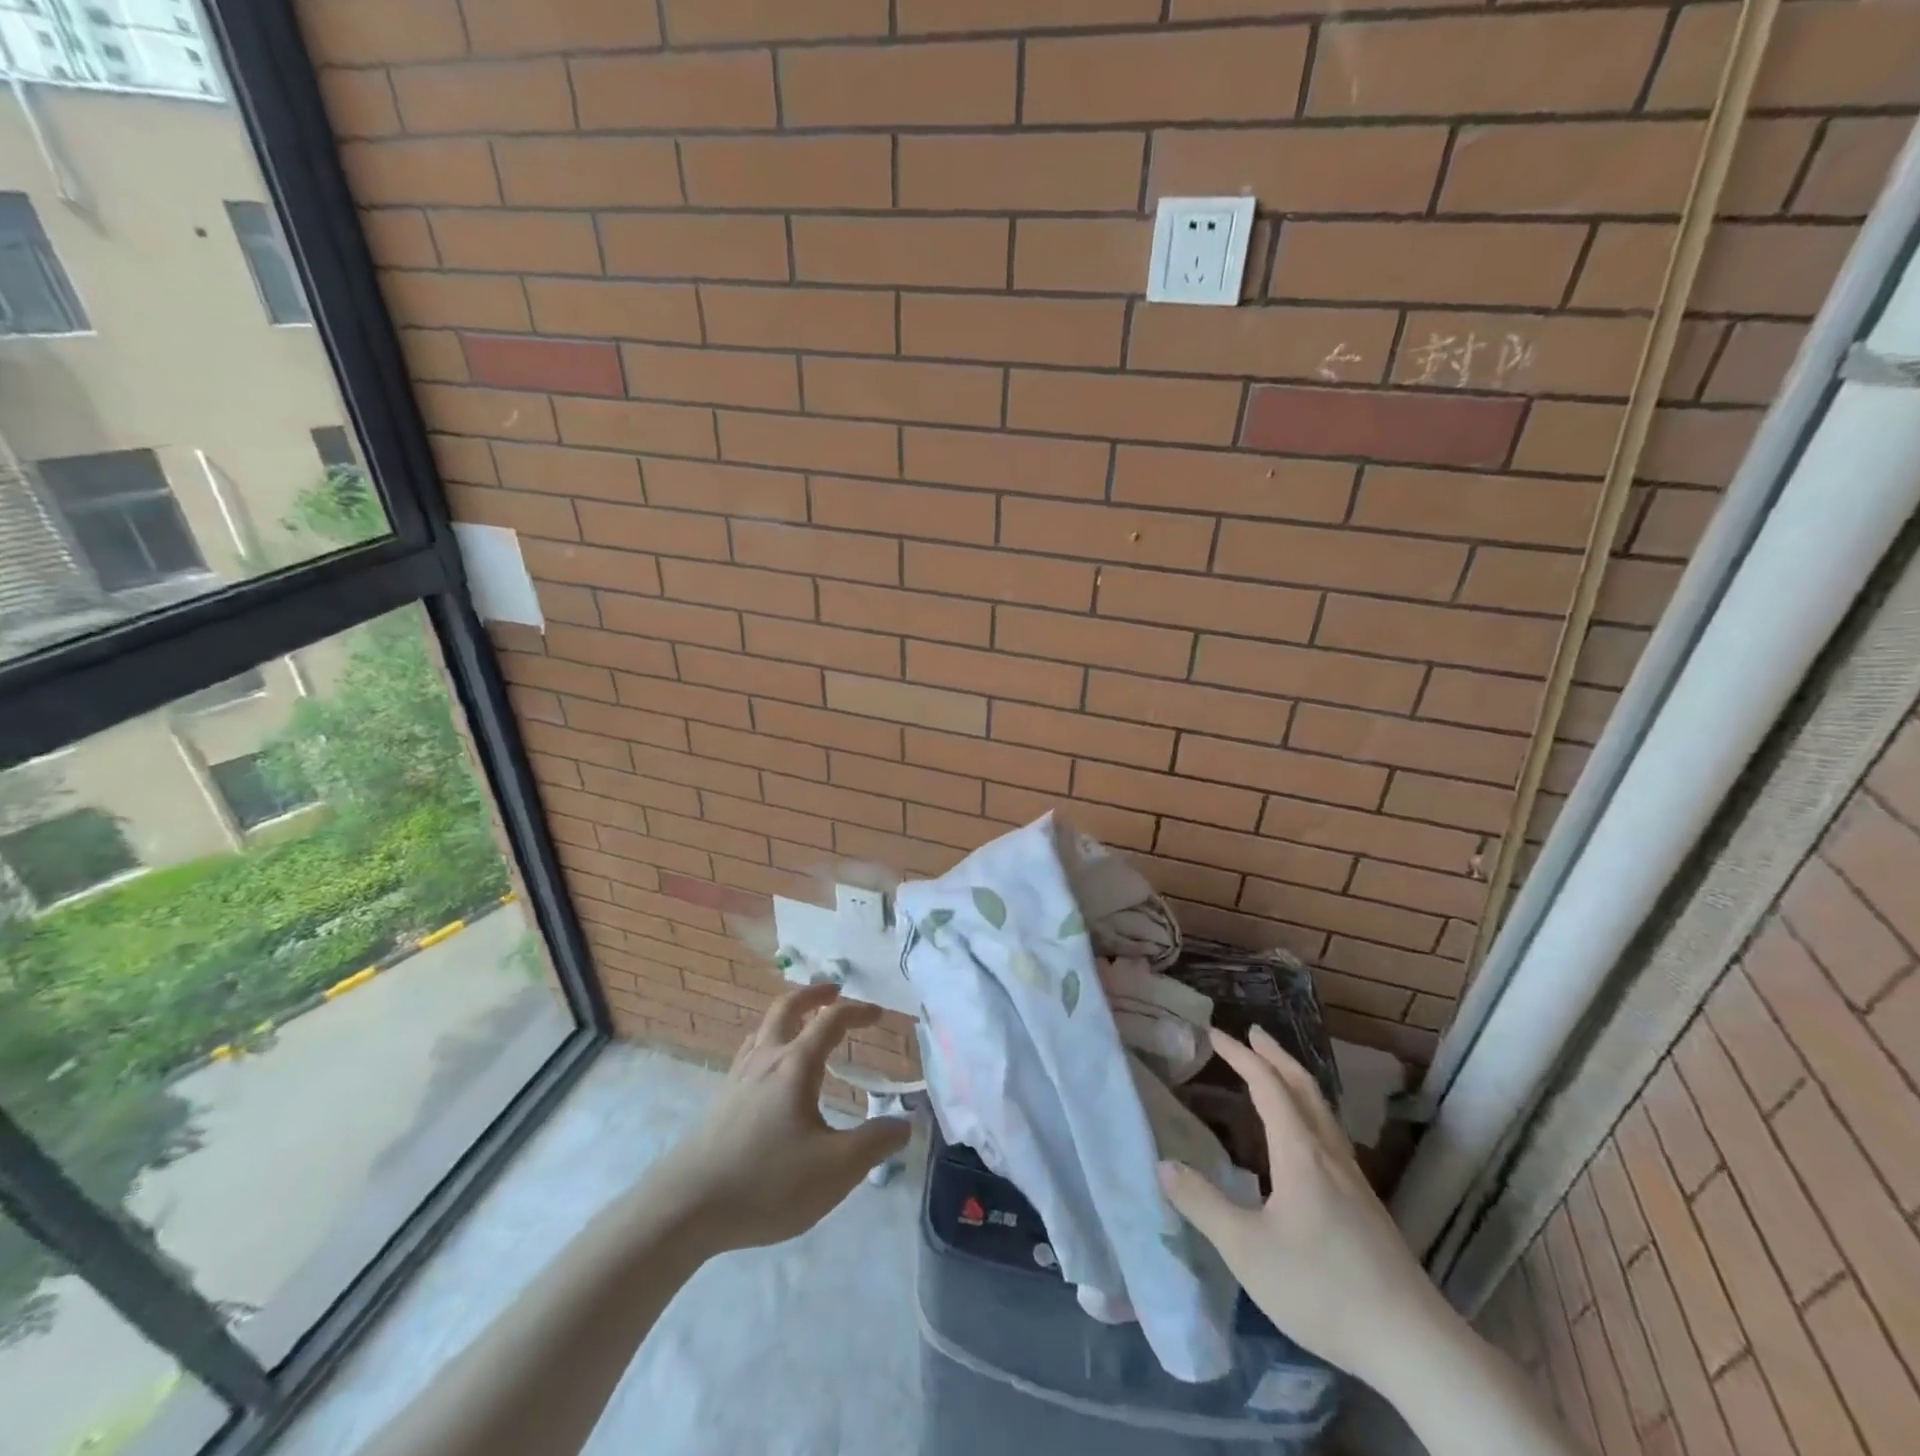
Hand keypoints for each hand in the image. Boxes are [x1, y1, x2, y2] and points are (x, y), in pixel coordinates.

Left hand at [647, 983, 910, 1256]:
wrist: (685, 1208)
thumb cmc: (766, 1183)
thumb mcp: (834, 1170)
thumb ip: (873, 1144)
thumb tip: (905, 1123)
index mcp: (796, 1066)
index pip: (831, 1021)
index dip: (857, 1012)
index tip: (878, 1014)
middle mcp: (766, 1059)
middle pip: (787, 1008)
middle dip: (813, 994)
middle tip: (833, 989)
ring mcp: (737, 1078)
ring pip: (763, 1028)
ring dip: (787, 1015)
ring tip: (801, 1023)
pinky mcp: (720, 1101)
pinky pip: (748, 1052)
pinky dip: (767, 1042)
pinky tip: (768, 1069)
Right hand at [1157, 1026, 1449, 1388]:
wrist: (1412, 1344)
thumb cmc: (1321, 1288)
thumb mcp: (1246, 1250)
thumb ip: (1203, 1204)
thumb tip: (1163, 1165)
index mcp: (1300, 1152)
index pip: (1268, 1086)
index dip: (1240, 1055)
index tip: (1214, 1033)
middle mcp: (1329, 1154)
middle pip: (1303, 1087)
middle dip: (1275, 1055)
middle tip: (1252, 1033)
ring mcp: (1354, 1180)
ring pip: (1322, 1110)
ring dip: (1295, 1081)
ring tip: (1276, 1072)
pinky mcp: (1366, 1205)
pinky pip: (1330, 1134)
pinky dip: (1308, 1110)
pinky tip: (1304, 1137)